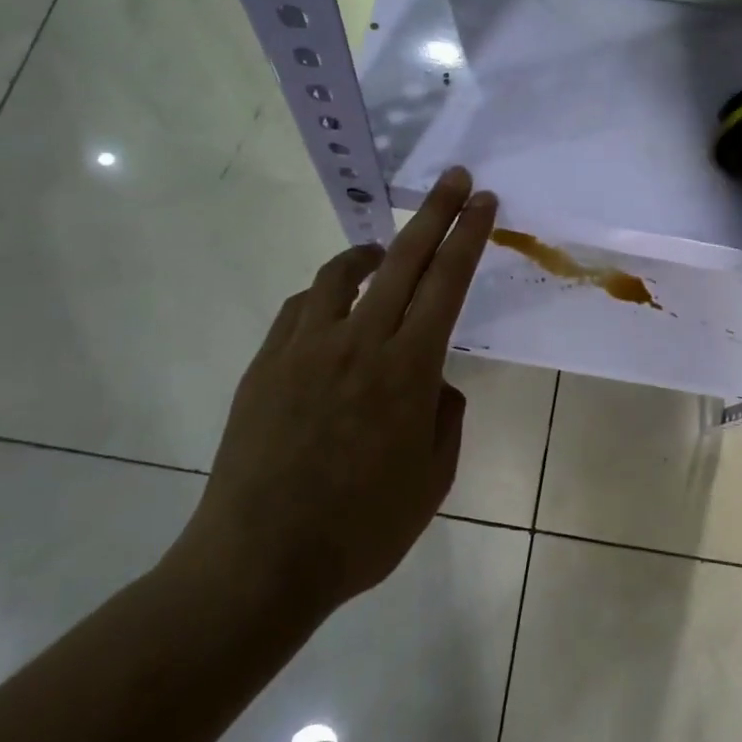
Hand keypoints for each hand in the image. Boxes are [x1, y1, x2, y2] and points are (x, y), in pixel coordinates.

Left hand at [170, 167, 497, 617]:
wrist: (259, 563)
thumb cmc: (360, 531)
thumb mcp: (432, 483)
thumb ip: (445, 419)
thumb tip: (436, 383)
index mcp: (408, 369)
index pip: (447, 283)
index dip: (469, 235)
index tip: (482, 201)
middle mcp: (359, 342)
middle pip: (403, 259)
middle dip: (435, 212)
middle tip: (454, 179)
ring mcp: (306, 347)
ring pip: (342, 273)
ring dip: (371, 251)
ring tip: (384, 250)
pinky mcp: (267, 362)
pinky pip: (300, 307)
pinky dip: (325, 294)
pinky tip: (332, 310)